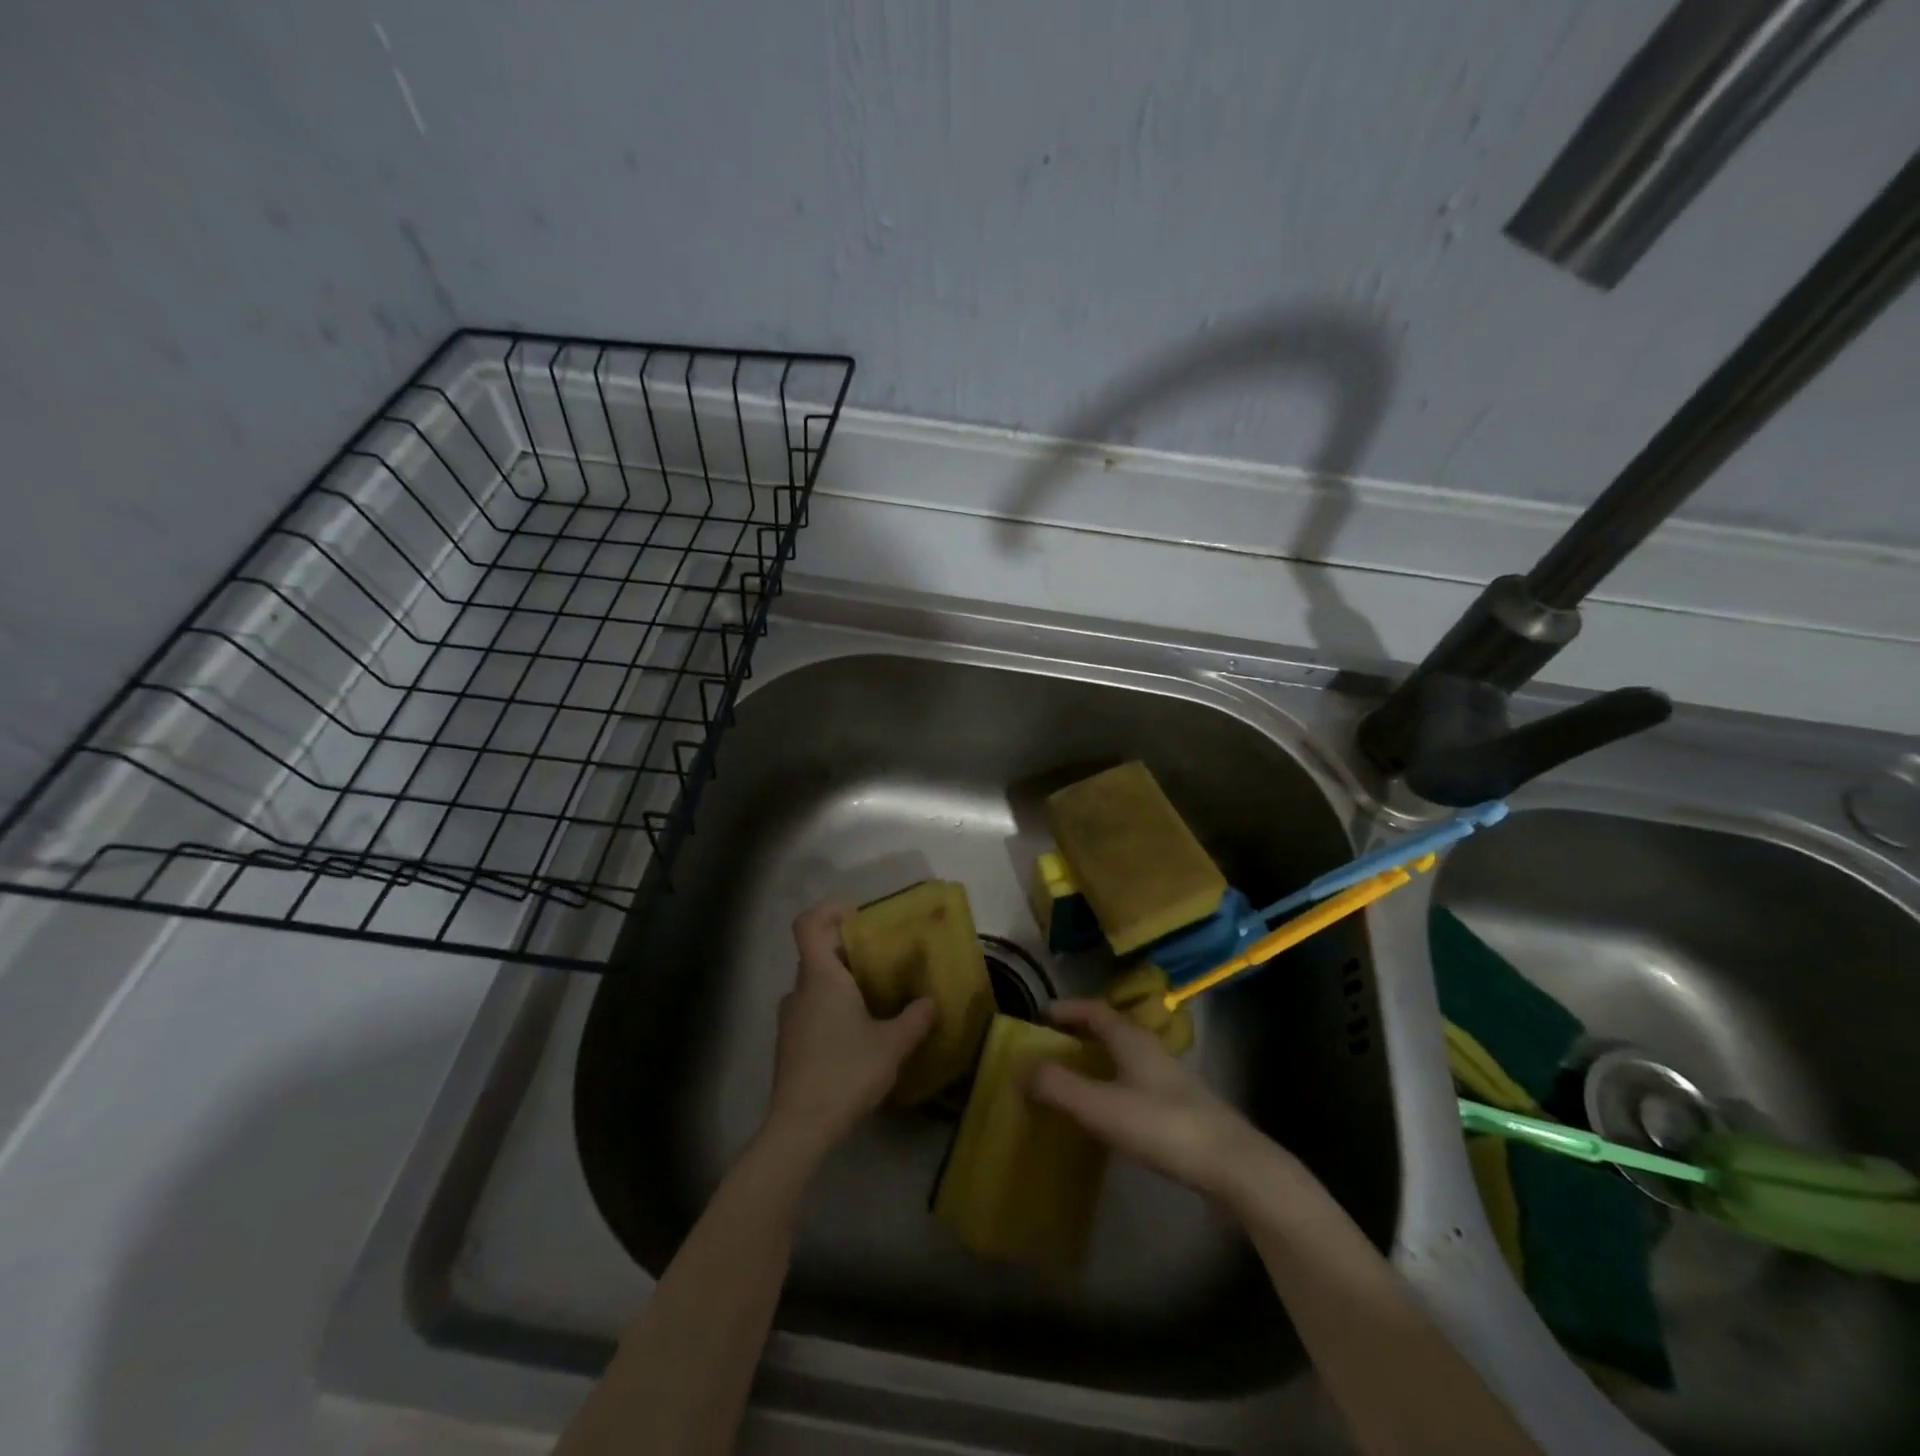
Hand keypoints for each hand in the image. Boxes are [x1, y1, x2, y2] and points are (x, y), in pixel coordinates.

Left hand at [762, 903, 936, 1163]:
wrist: (800, 1127)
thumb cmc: (846, 1073)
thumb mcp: (892, 1045)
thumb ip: (915, 1019)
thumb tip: (931, 1002)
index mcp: (821, 978)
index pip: (808, 924)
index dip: (829, 910)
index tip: (858, 914)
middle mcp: (800, 990)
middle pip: (817, 953)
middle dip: (849, 950)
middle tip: (884, 958)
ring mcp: (790, 1018)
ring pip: (815, 984)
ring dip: (842, 982)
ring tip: (876, 997)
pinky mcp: (789, 1043)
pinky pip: (812, 1008)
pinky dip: (833, 1007)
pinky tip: (858, 1032)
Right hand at [1026, 998, 1311, 1208]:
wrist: (1232, 1165)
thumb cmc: (1161, 1126)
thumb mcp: (1100, 1106)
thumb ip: (1057, 1086)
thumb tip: (1017, 1067)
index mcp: (1131, 1039)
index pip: (1095, 1010)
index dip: (1068, 1009)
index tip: (1041, 1015)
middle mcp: (1150, 1050)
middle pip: (1111, 1031)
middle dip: (1080, 1034)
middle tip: (1050, 1048)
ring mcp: (1169, 1079)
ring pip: (1125, 1057)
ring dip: (1097, 1060)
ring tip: (1072, 1080)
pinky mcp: (1180, 1107)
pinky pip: (1136, 1082)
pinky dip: (1113, 1085)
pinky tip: (1107, 1113)